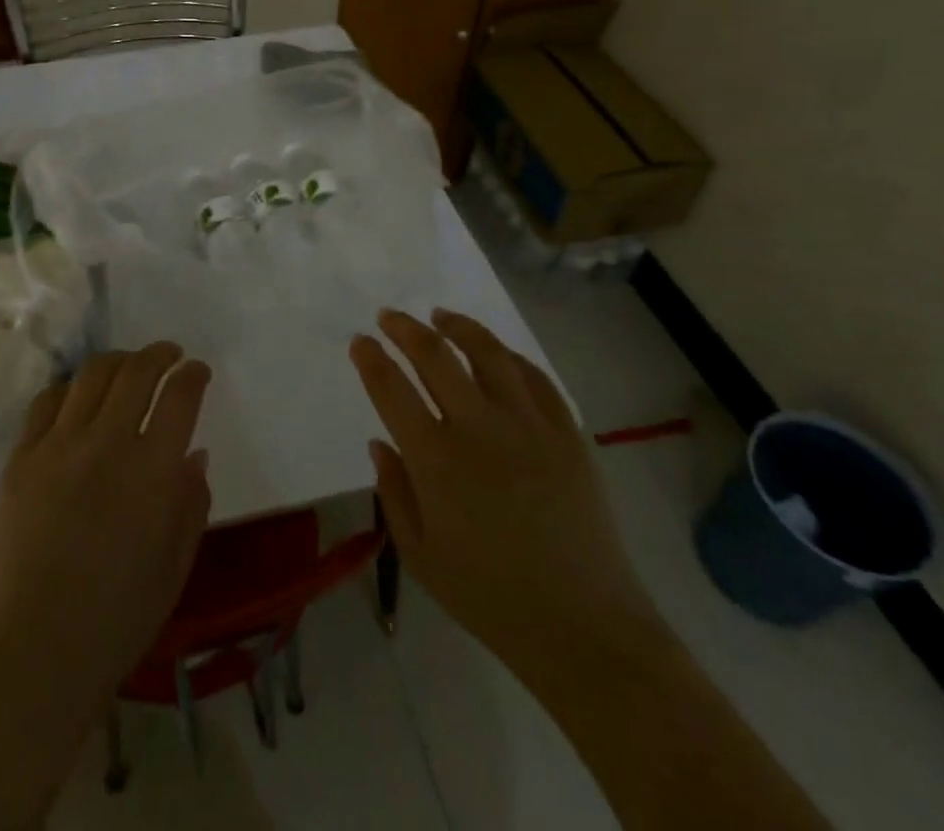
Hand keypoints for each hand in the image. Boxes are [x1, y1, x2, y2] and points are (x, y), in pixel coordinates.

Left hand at [0, 344, 211, 829]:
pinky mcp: (21, 457)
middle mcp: (107, 443)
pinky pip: (46, 402)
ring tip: (126, 366)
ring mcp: (58, 445)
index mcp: (153, 470)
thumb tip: (193, 454)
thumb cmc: (119, 617)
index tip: (197, 370)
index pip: (180, 396)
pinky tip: (77, 398)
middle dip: (159, 354)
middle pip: (136, 371)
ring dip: (117, 361)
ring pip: (91, 375)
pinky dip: (69, 389)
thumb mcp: (176, 563)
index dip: (192, 374)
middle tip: (168, 355)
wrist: (37, 649)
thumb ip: (191, 502)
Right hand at [350, 309, 664, 694]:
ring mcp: (529, 425)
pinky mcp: (567, 432)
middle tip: (390, 317)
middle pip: (435, 355)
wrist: (583, 627)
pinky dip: (509, 356)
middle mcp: (479, 428)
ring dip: (458, 327)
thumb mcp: (420, 556)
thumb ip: (393, 492)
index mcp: (436, 460)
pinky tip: (496, 353)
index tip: (360, 341)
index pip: (391, 388)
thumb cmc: (490, 597)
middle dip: (405, 328)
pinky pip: (535, 377)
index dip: (370, 358)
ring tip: (441, 316)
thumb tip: (381, 442)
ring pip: (488, 352)